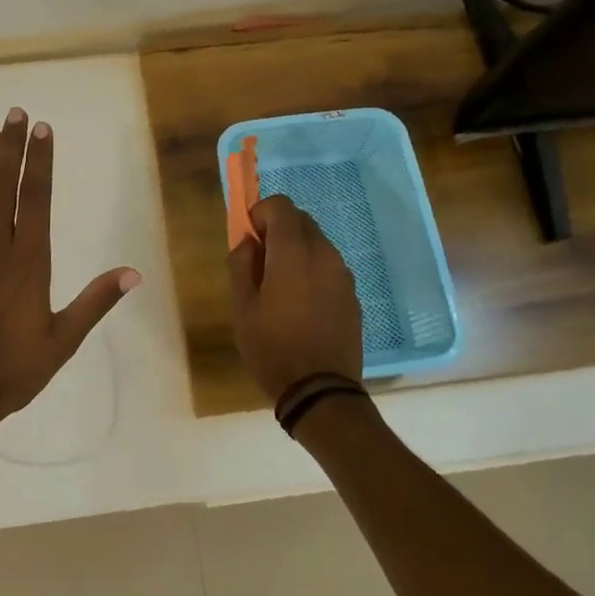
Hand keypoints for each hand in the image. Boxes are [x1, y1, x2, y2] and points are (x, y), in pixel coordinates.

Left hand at [0, 108, 140, 439]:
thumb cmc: (13, 371)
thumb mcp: (63, 340)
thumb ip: (95, 302)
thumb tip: (134, 272)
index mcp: (29, 260)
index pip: (37, 196)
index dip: (39, 160)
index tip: (41, 129)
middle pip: (2, 184)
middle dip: (10, 146)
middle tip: (14, 113)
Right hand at [226, 195, 364, 402]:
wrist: (320, 390)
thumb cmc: (272, 347)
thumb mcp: (242, 306)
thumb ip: (241, 264)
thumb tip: (249, 243)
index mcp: (293, 252)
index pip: (281, 205)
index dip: (260, 214)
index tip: (249, 240)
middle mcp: (324, 254)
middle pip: (301, 220)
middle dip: (278, 230)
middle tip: (260, 263)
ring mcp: (343, 275)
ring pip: (317, 243)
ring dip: (296, 250)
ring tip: (280, 287)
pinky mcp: (352, 295)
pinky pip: (329, 268)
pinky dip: (312, 271)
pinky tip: (301, 305)